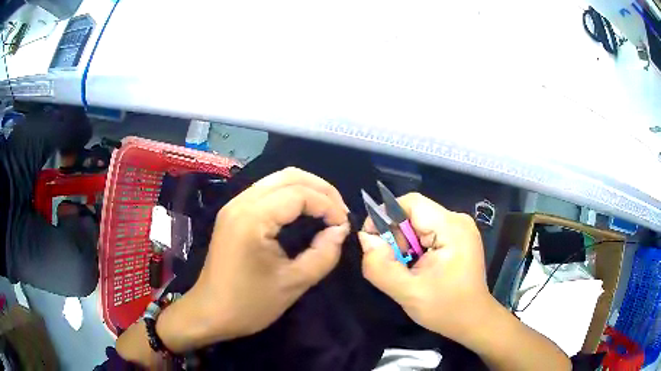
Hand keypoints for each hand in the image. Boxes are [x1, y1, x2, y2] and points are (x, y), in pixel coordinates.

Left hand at [158, 167, 349, 350]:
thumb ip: (323, 254)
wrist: (210, 313)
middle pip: (289, 176)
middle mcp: (241, 203)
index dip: (328, 205)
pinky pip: (267, 191)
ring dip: (306, 189)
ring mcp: (234, 205)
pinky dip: (291, 195)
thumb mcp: (293, 284)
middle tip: (340, 211)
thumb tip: (340, 230)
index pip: (299, 194)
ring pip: (277, 179)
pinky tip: (303, 211)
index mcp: (253, 219)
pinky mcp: (233, 213)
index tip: (344, 225)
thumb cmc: (249, 304)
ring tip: (327, 210)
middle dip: (321, 189)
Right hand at [358, 193, 489, 344]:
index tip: (373, 241)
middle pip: (414, 212)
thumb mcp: (407, 293)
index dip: (386, 215)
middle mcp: (458, 220)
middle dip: (396, 235)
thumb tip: (366, 239)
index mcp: (451, 228)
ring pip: (419, 222)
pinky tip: (418, 266)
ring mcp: (460, 227)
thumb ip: (380, 266)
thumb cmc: (445, 308)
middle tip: (393, 262)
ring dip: (404, 243)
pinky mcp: (458, 236)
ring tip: (407, 268)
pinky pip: (428, 231)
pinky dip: (415, 246)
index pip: (411, 202)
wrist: (472, 319)